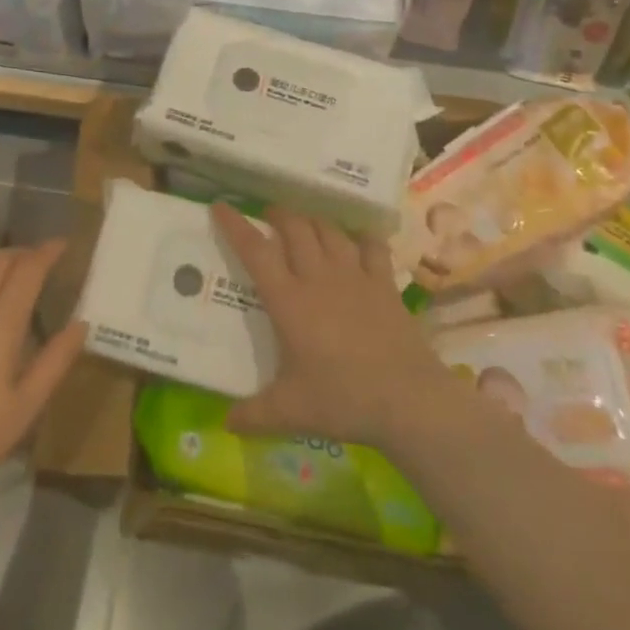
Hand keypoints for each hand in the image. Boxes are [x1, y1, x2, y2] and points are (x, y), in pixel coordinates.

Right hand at [213, 203, 457, 451]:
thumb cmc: (343, 400)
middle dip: (278, 214)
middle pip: (295, 228)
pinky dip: (361, 237)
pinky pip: (371, 247)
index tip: (220, 206)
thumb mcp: (291, 412)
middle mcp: (318, 277)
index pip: (255, 251)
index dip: (235, 225)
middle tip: (268, 216)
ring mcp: (355, 276)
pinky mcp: (384, 284)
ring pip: (329, 230)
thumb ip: (254, 415)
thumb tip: (225, 423)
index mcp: (289, 300)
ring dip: (313, 220)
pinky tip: (357, 239)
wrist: (408, 400)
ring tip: (304, 223)